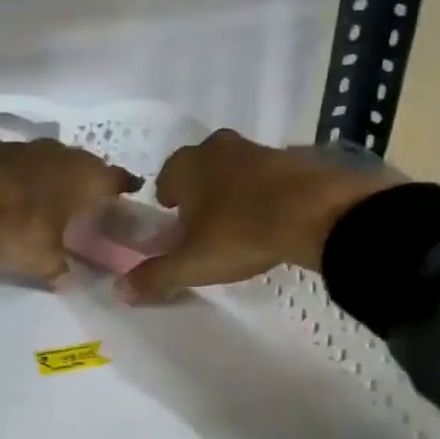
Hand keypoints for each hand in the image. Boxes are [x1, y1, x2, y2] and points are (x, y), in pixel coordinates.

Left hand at [0, 139, 140, 282]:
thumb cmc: (19, 224)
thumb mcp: (43, 259)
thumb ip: (59, 269)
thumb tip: (67, 280)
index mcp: (88, 177)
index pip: (117, 179)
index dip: (124, 187)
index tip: (129, 192)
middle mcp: (64, 155)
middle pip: (84, 165)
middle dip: (87, 181)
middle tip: (87, 200)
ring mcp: (28, 146)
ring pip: (51, 160)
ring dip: (52, 176)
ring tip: (50, 196)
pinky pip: (19, 163)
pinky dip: (20, 176)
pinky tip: (13, 191)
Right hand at [119, 130, 399, 302]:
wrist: (319, 214)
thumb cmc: (241, 232)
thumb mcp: (193, 263)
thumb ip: (155, 276)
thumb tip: (120, 290)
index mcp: (189, 164)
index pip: (166, 177)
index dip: (167, 201)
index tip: (174, 222)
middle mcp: (220, 148)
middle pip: (200, 169)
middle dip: (199, 192)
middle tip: (204, 224)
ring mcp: (260, 150)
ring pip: (235, 170)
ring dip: (233, 191)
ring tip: (239, 224)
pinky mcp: (296, 160)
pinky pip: (269, 177)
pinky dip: (266, 194)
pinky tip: (273, 220)